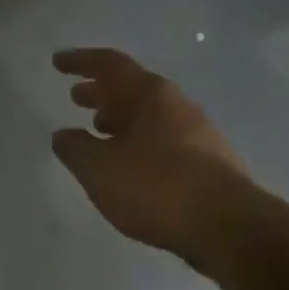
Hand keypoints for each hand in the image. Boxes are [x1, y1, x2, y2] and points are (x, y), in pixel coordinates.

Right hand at [50, 47, 260, 276]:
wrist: (230, 227)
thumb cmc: (157, 188)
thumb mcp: (100, 170)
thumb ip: (75, 149)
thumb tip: (64, 135)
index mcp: (150, 95)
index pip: (109, 65)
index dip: (81, 62)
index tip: (58, 63)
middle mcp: (176, 105)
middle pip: (132, 88)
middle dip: (101, 92)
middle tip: (76, 97)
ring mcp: (197, 133)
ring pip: (149, 116)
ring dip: (120, 119)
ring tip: (97, 132)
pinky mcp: (208, 162)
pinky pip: (162, 139)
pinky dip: (137, 142)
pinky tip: (129, 165)